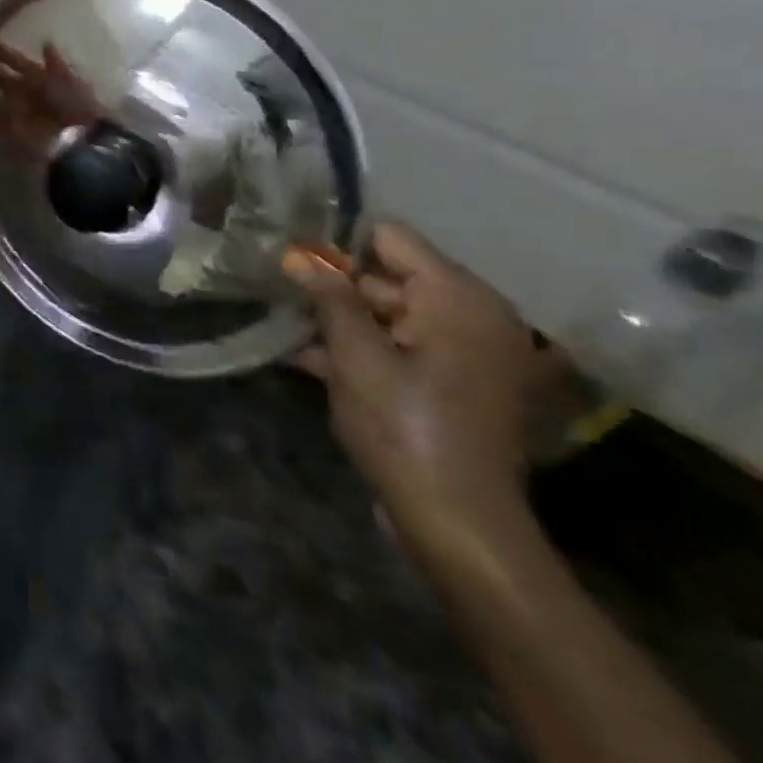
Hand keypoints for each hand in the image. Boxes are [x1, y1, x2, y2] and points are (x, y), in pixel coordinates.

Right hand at [0, 40, 103, 149]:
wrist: (78, 137)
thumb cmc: (74, 103)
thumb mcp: (66, 79)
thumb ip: (54, 62)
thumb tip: (46, 42)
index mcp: (38, 75)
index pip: (14, 60)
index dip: (0, 52)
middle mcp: (24, 90)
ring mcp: (16, 108)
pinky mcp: (11, 126)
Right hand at [285, 224, 540, 568]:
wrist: (460, 524)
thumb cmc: (405, 428)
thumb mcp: (355, 357)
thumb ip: (329, 299)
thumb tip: (298, 256)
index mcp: (458, 298)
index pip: (391, 239)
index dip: (341, 248)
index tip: (299, 268)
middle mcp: (474, 315)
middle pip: (392, 277)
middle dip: (339, 289)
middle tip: (288, 302)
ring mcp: (471, 352)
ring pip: (393, 314)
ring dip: (346, 323)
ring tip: (294, 335)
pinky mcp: (461, 384)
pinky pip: (407, 347)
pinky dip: (367, 351)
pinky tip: (315, 363)